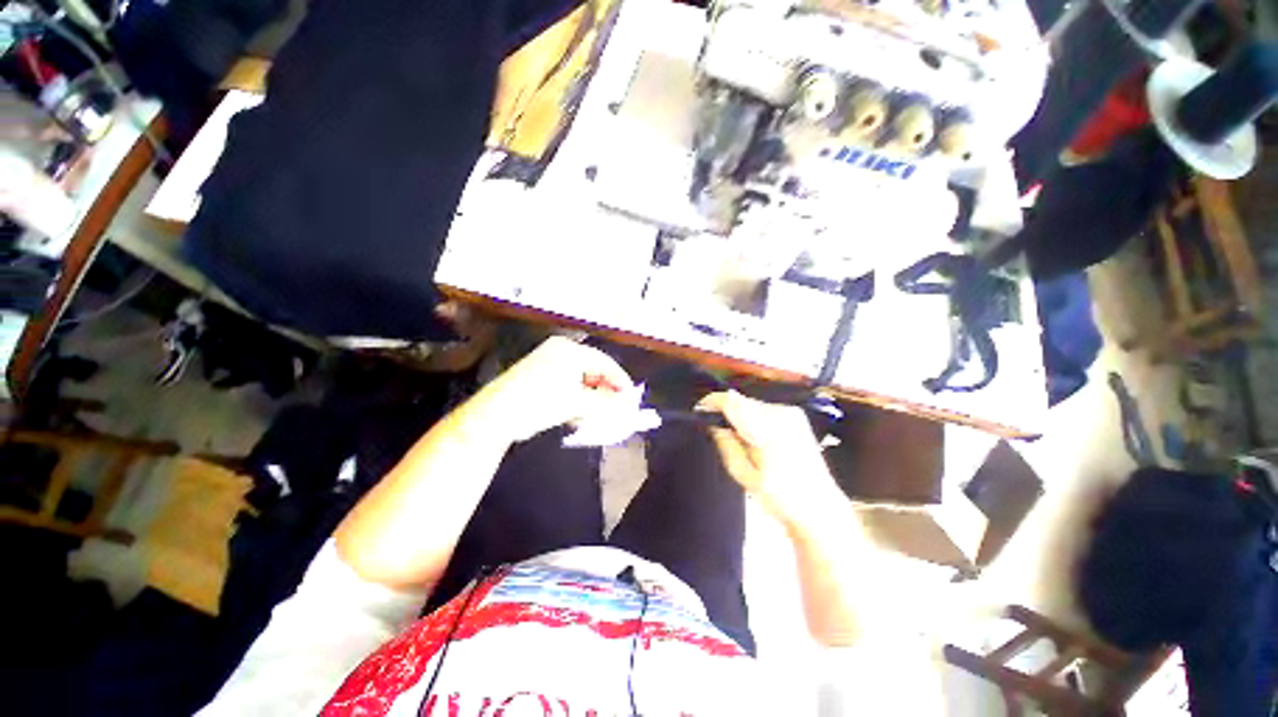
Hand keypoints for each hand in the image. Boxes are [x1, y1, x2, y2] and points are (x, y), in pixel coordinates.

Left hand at [474, 336, 634, 442]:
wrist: (494, 416)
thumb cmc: (538, 404)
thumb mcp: (576, 404)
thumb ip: (607, 404)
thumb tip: (629, 406)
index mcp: (570, 350)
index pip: (605, 363)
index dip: (621, 381)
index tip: (631, 399)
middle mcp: (560, 350)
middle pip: (593, 369)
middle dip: (605, 390)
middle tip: (616, 409)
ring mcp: (547, 360)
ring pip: (581, 378)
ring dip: (591, 396)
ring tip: (596, 415)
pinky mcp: (538, 373)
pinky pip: (567, 382)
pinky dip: (576, 397)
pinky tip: (576, 413)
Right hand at [699, 391, 840, 524]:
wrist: (819, 506)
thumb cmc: (780, 497)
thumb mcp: (743, 474)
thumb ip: (725, 443)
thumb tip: (713, 423)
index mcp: (767, 430)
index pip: (732, 401)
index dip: (711, 402)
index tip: (699, 412)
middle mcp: (780, 414)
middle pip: (741, 400)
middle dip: (725, 411)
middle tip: (718, 432)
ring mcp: (791, 413)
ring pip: (751, 403)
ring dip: (740, 415)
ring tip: (740, 441)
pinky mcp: (796, 416)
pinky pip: (764, 409)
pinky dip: (753, 418)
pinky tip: (756, 439)